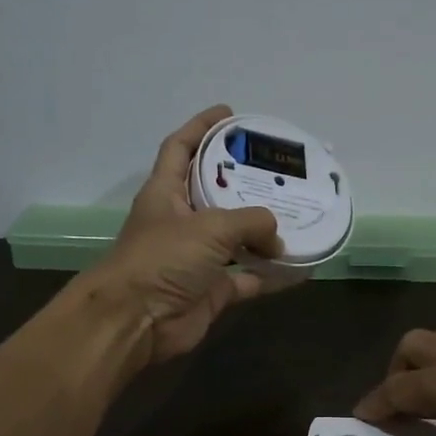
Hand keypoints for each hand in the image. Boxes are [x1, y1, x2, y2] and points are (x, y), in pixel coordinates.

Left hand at [86, 105, 282, 362]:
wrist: (136, 321)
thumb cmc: (163, 259)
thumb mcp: (209, 227)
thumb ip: (250, 222)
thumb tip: (278, 237)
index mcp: (165, 193)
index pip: (180, 148)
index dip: (201, 127)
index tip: (230, 114)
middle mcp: (180, 221)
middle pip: (213, 191)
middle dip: (242, 180)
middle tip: (277, 169)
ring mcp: (196, 258)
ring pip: (235, 238)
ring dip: (263, 231)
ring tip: (297, 213)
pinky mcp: (211, 290)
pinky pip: (248, 278)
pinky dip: (271, 275)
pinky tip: (300, 267)